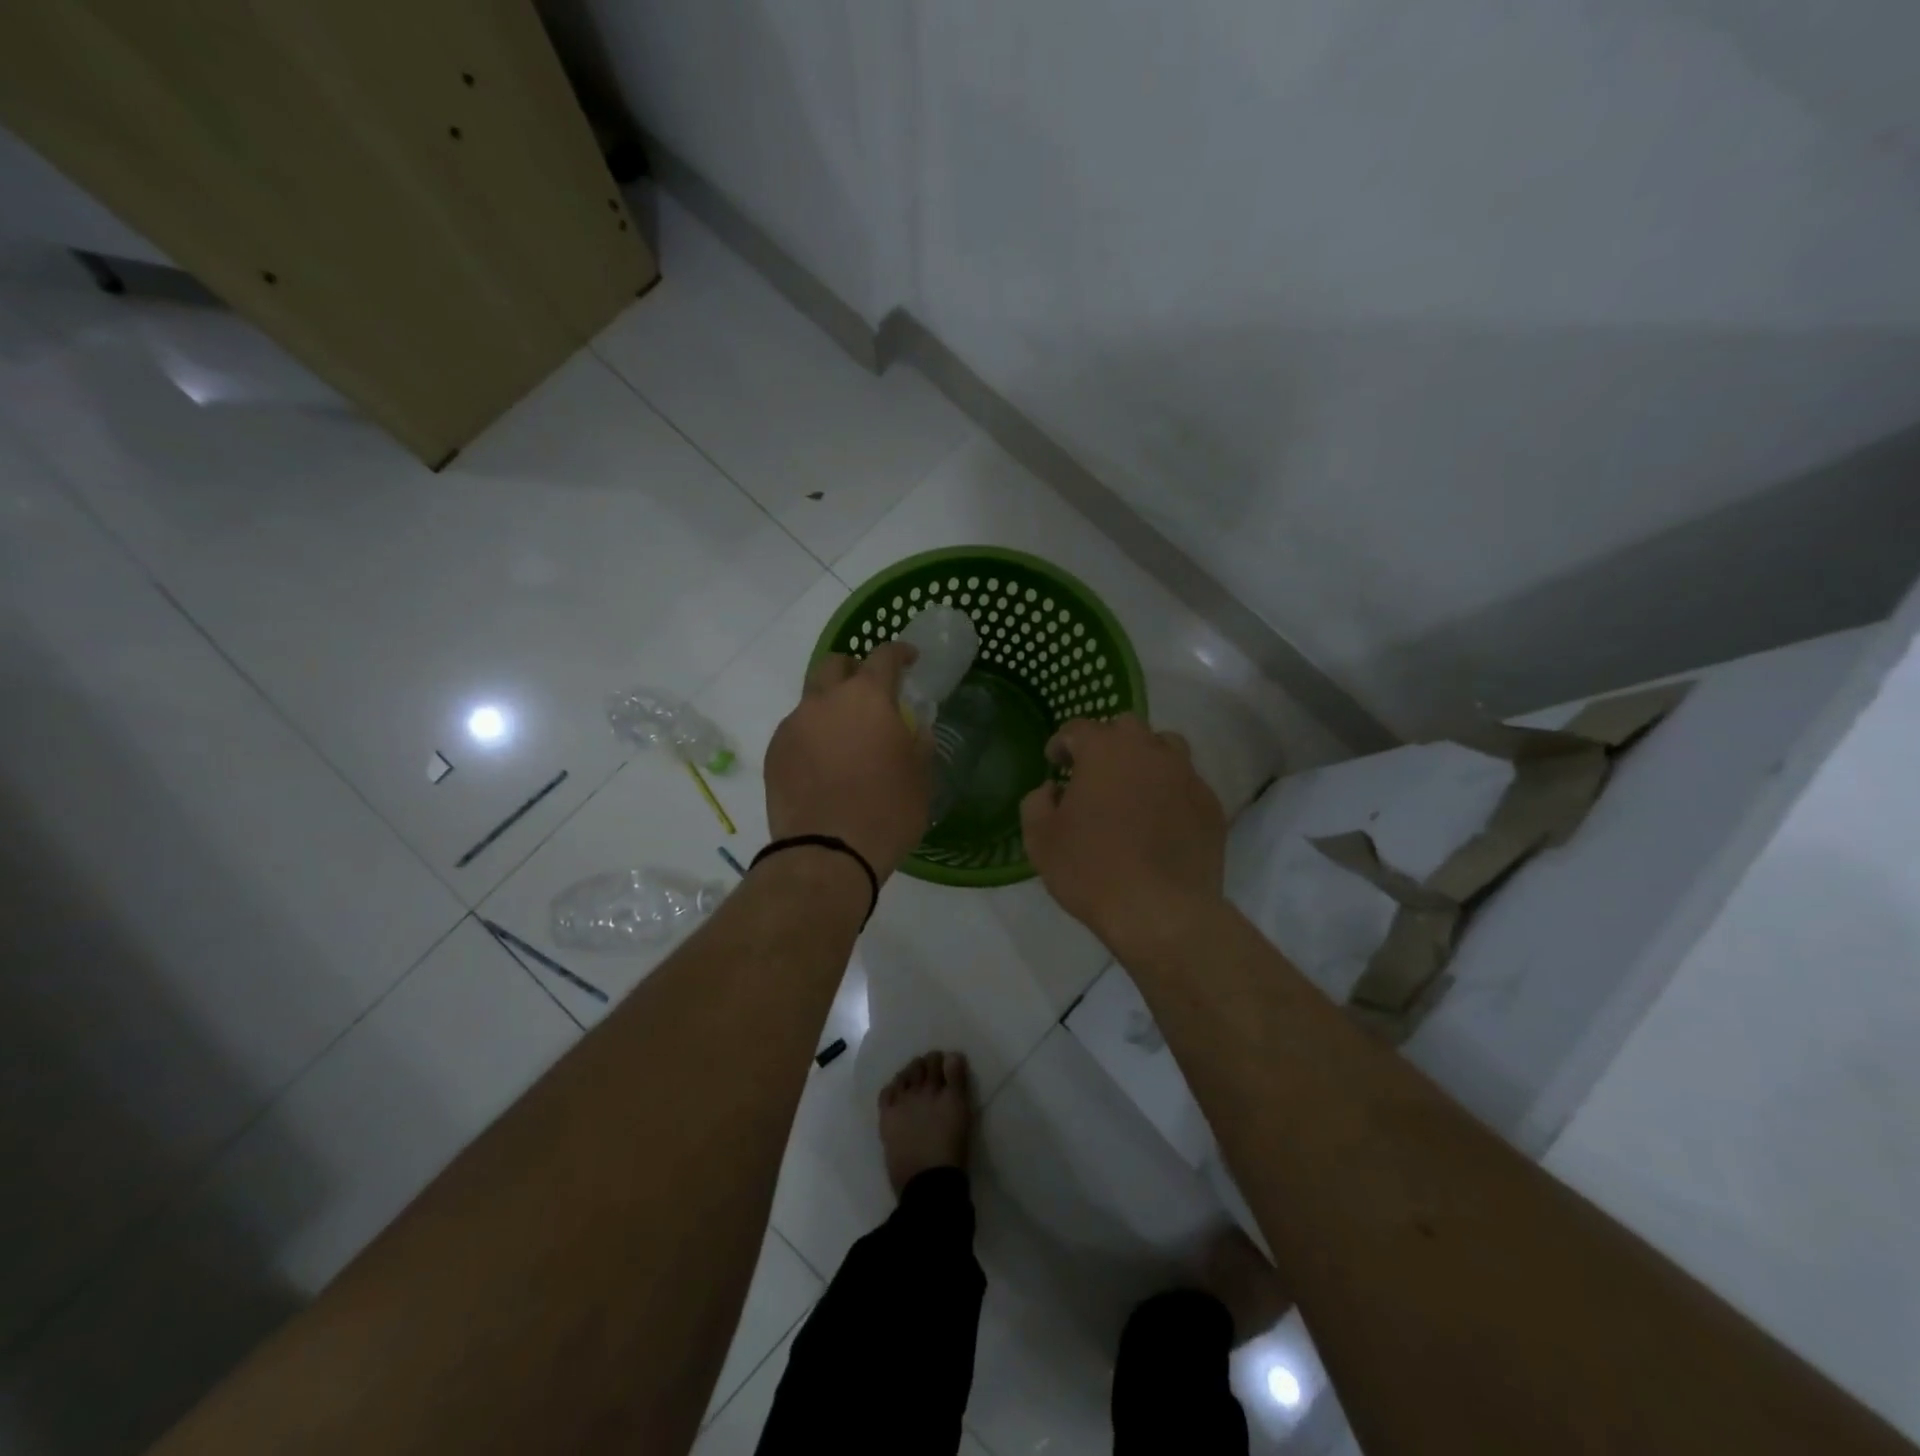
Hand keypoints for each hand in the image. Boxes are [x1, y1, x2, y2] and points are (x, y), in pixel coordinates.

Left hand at [764, 642, 932, 879]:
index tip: (910, 660)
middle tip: (870, 694)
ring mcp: (793, 725)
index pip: (883, 656)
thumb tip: (914, 727)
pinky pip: (796, 731)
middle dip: (853, 670)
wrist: (827, 854)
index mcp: (867, 697)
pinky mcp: (773, 752)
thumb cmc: (887, 811)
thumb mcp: (920, 776)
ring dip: (830, 707)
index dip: (899, 652)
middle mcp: (825, 700)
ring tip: (845, 739)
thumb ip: (918, 741)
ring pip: (811, 699)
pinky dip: (812, 737)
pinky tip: (823, 766)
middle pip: (835, 664)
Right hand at [1020, 714, 1226, 950]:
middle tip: (1094, 772)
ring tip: (1134, 788)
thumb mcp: (1040, 839)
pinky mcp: (1211, 805)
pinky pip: (1187, 784)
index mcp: (1104, 750)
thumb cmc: (1091, 870)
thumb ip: (1037, 803)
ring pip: (1166, 748)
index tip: (1055, 762)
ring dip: (1145, 759)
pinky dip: (1170, 792)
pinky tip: (1161, 821)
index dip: (1062, 743)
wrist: (1161, 911)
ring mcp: (1186, 776)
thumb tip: (1052, 790)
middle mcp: (1149, 750)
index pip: (1078, 729)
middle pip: (1126, 727)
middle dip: (1107, 742)